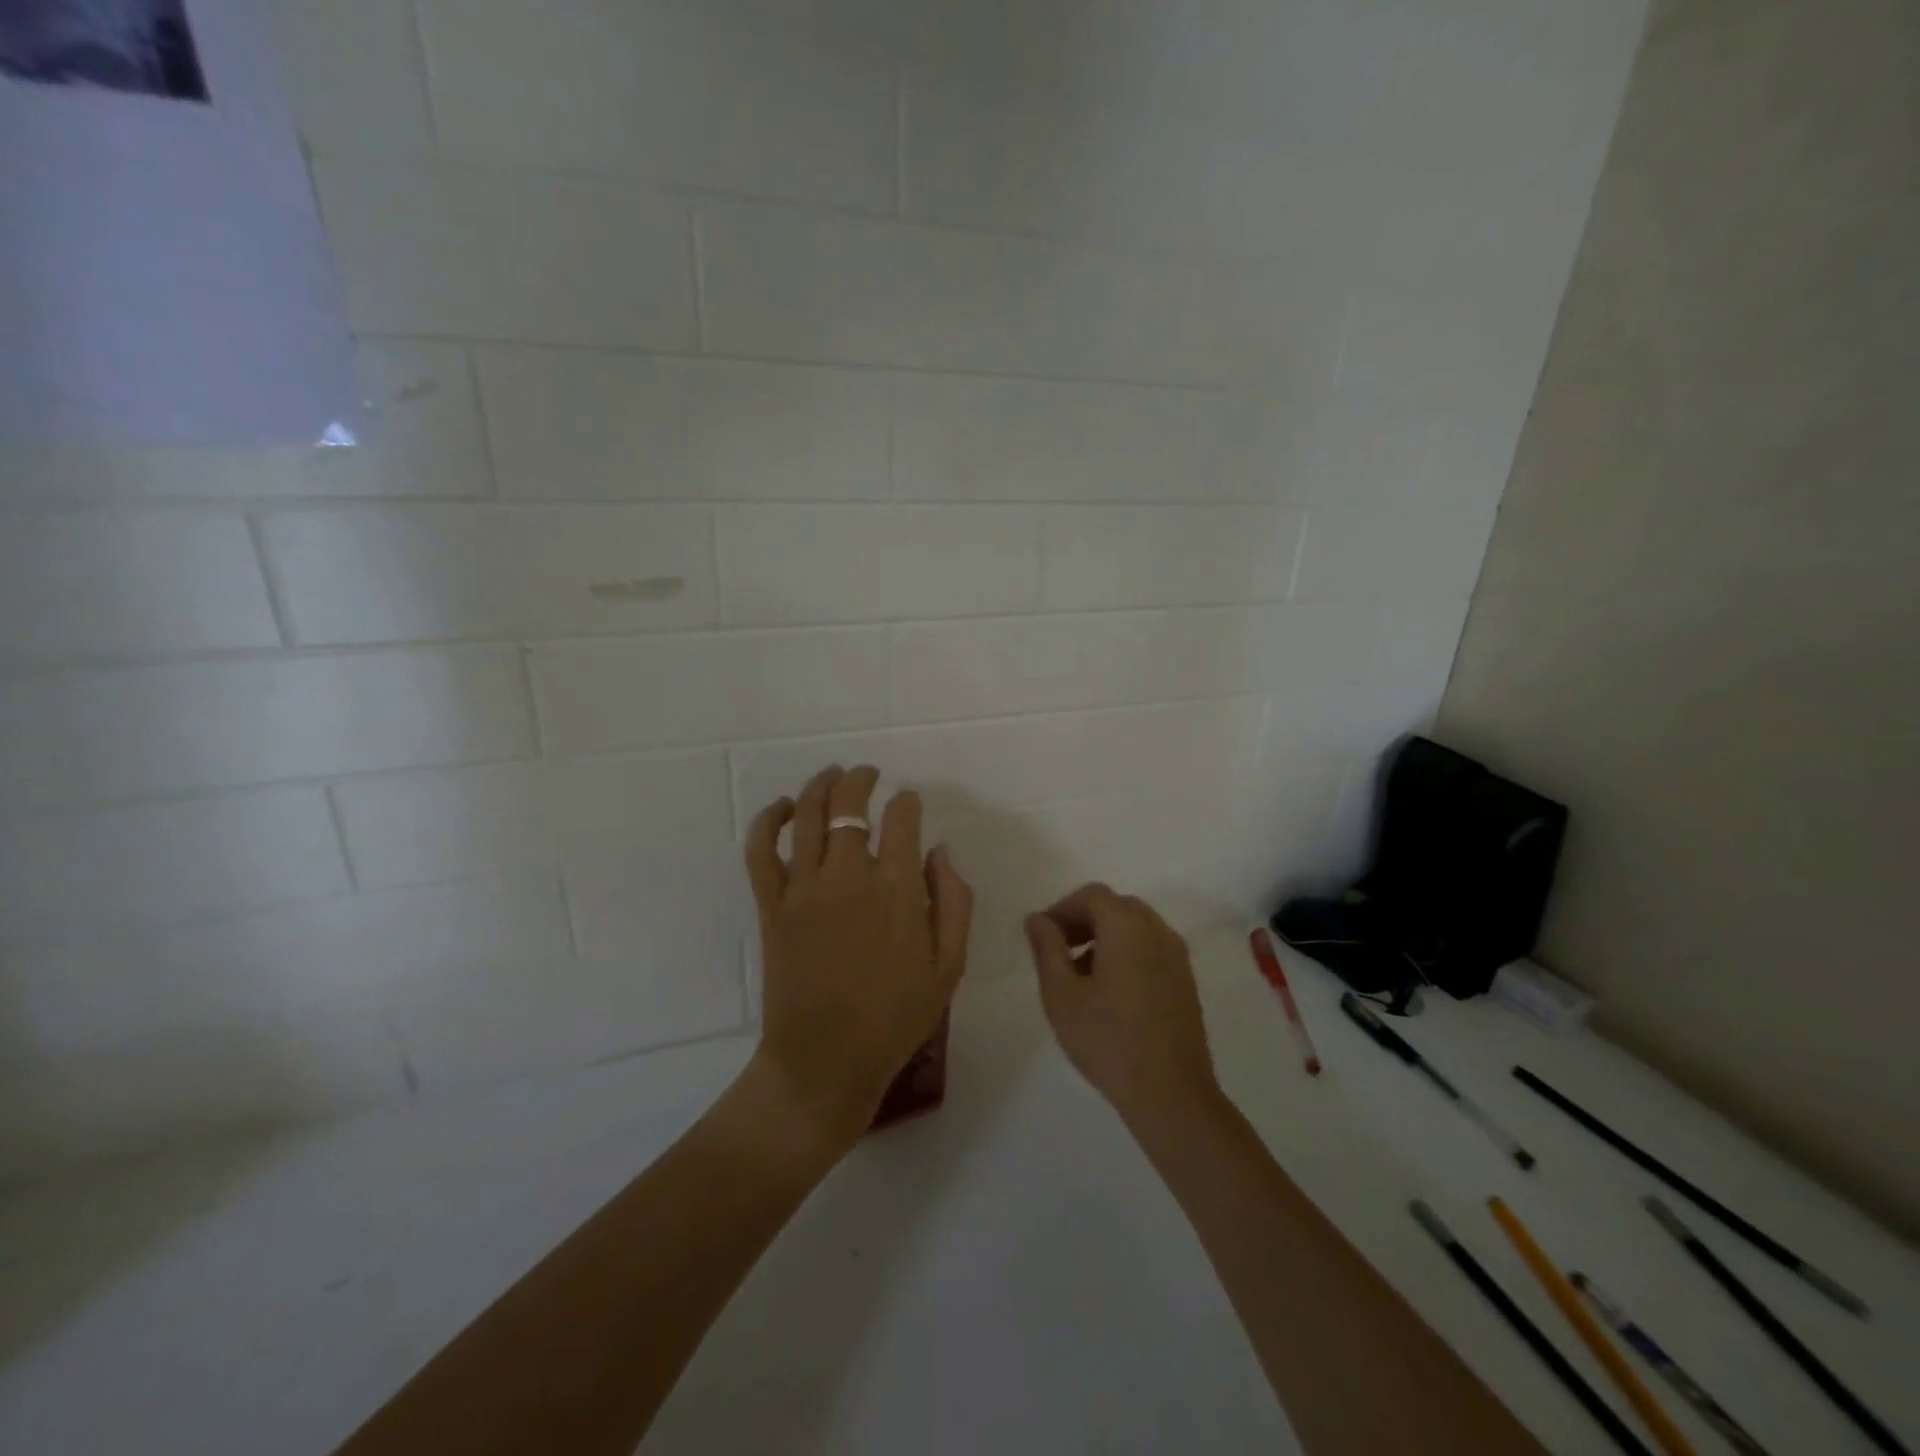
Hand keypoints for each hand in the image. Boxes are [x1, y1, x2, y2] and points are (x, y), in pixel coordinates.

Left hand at [745, 765, 972, 1150]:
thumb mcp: (950, 965)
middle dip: (862, 779)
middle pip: (850, 804)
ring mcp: (804, 889)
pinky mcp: (771, 906)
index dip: (907, 801)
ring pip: (808, 815)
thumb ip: (954, 901)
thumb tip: (939, 851)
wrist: (826, 1061)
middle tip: (869, 774)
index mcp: (897, 890)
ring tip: (832, 774)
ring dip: (821, 785)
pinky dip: (769, 820)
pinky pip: (761, 850)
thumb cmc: (895, 1018)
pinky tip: (784, 808)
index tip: (909, 801)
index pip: (901, 819)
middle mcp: (849, 877)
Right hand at [1025, 884, 1219, 1125]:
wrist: (1171, 1094)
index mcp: (1128, 927)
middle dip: (1083, 919)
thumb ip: (1047, 948)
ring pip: (1136, 927)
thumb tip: (1037, 919)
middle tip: (1058, 950)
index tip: (1041, 936)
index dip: (1062, 908)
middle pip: (1116, 906)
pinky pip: (1151, 948)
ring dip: (1105, 936)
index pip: (1092, 895)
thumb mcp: (1062, 995)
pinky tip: (1109, 991)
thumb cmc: (1108, 1041)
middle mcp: (1158, 931)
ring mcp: (1177, 956)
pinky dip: (1126, 952)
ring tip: (1079, 974)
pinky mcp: (1185, 981)